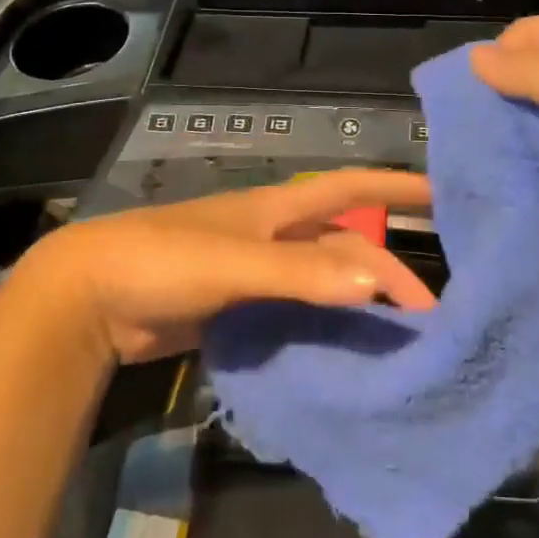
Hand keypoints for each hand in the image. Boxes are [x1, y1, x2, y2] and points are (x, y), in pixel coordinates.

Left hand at [17, 169, 436, 363]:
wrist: (92, 296)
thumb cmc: (164, 260)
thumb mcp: (234, 263)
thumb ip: (300, 274)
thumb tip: (377, 282)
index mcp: (277, 210)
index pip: (349, 187)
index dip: (395, 185)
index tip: (446, 194)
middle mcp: (274, 236)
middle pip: (344, 243)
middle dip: (386, 266)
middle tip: (432, 308)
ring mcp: (257, 273)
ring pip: (323, 281)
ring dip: (359, 299)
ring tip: (402, 336)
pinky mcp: (239, 309)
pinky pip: (297, 313)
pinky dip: (324, 326)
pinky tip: (347, 352)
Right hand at [471, 16, 538, 312]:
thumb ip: (538, 75)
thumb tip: (476, 56)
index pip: (532, 34)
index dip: (497, 58)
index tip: (466, 100)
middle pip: (537, 80)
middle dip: (501, 105)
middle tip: (468, 140)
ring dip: (517, 146)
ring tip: (481, 169)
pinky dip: (537, 177)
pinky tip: (512, 192)